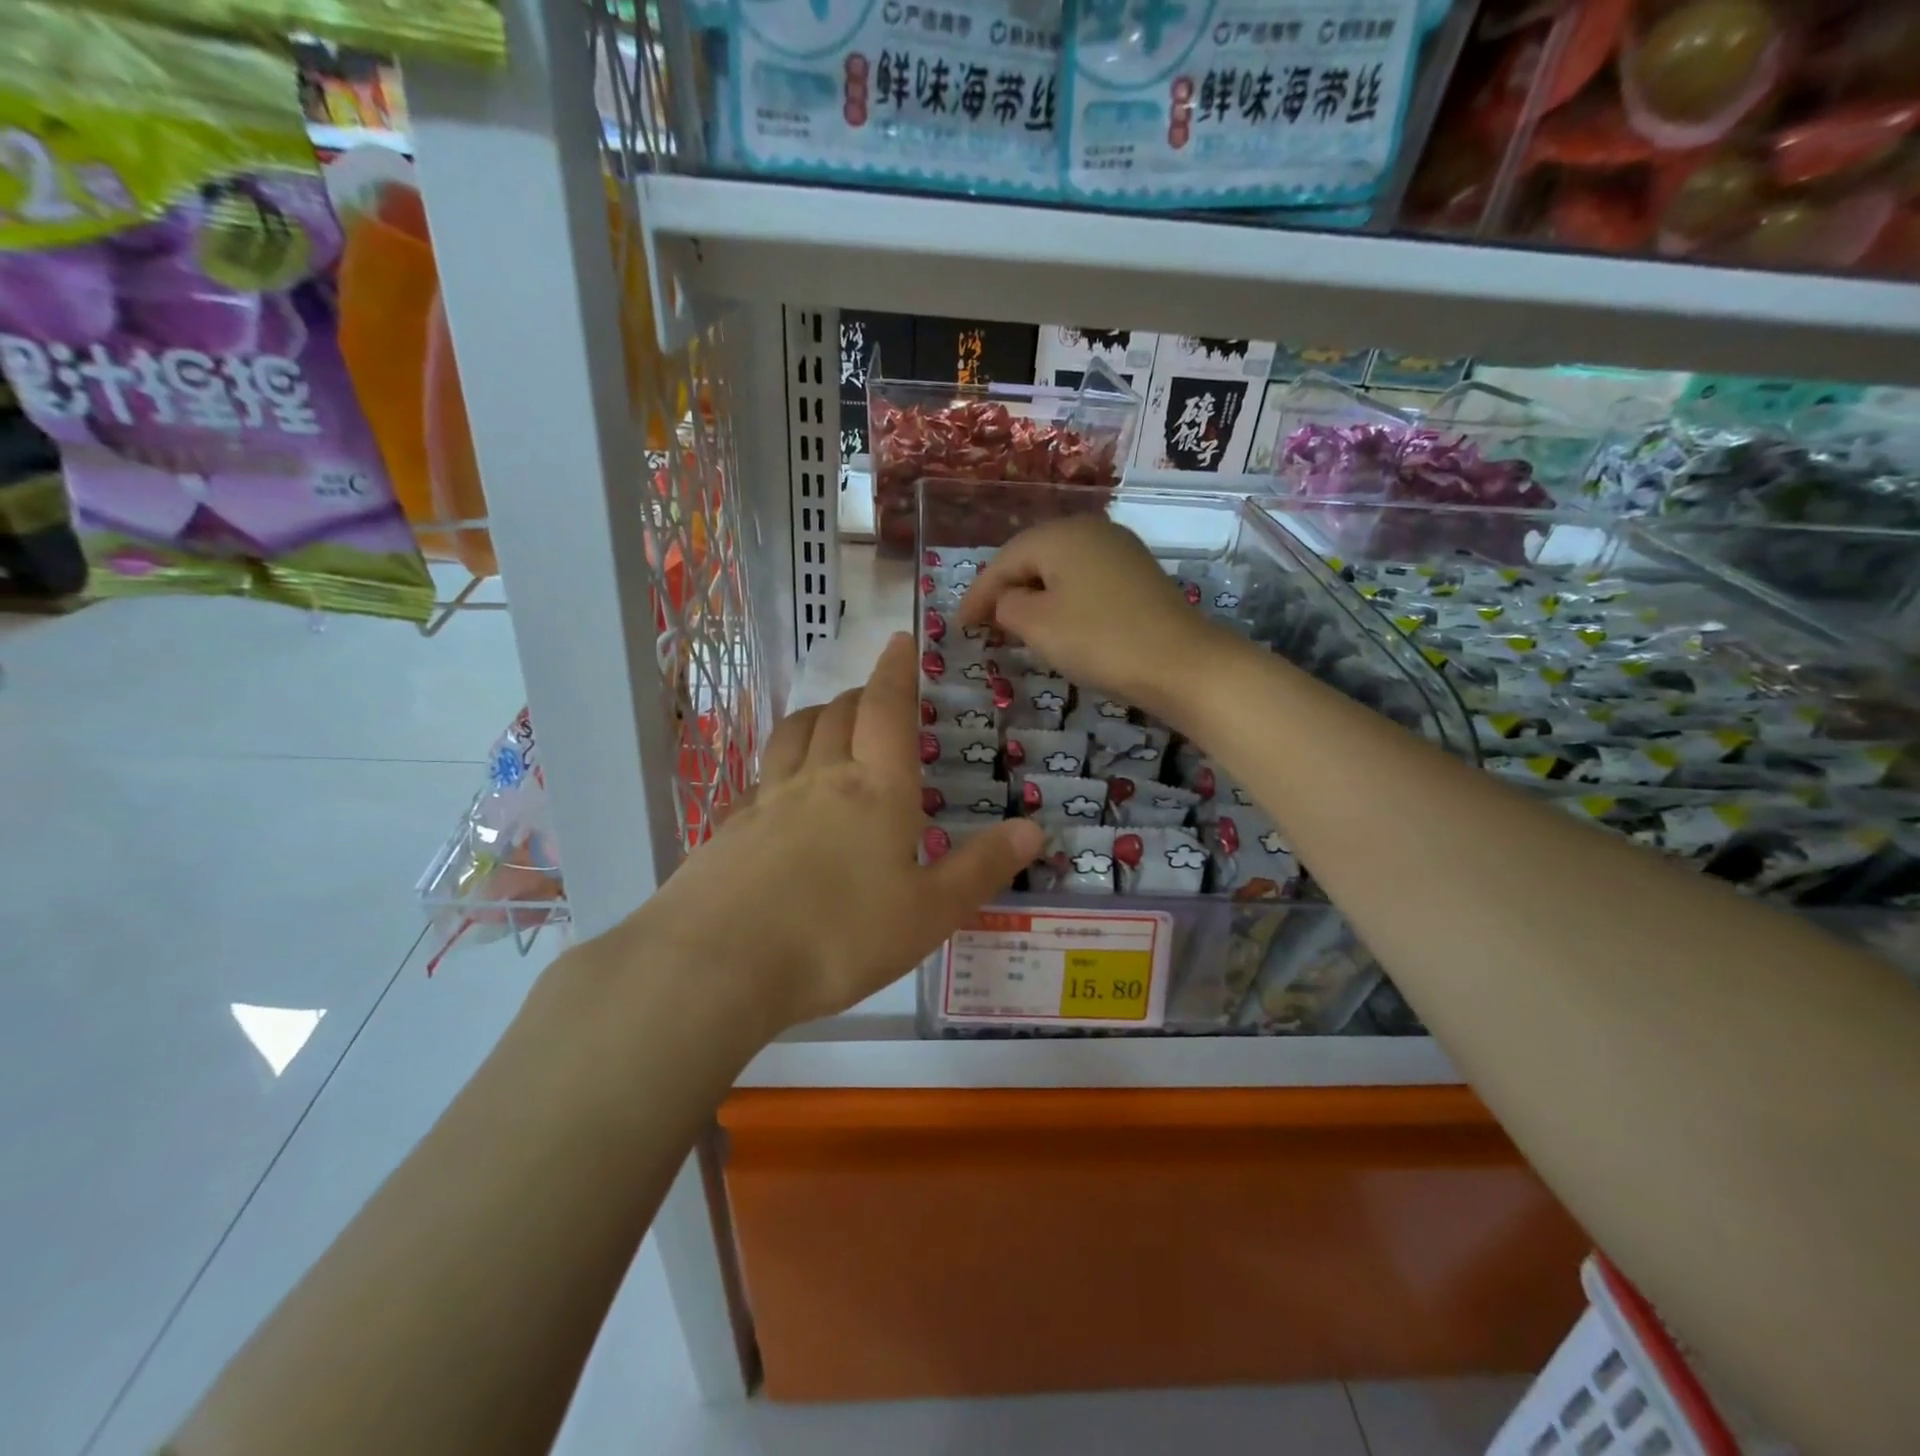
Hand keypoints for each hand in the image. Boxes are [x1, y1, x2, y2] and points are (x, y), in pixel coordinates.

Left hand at [641, 633, 1042, 1035]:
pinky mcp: (728, 828)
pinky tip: (777, 794)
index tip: (900, 640)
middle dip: (861, 695)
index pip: (888, 709)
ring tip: (829, 723)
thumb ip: (981, 868)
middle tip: (875, 696)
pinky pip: (758, 780)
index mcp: (876, 790)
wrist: (720, 964)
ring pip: (793, 735)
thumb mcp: (929, 914)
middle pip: (839, 714)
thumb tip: (1034, 827)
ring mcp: (767, 800)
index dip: (896, 671)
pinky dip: (777, 769)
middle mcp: (820, 779)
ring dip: (816, 717)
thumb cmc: (840, 937)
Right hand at [958, 515, 1228, 716]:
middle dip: (1004, 590)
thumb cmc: (1099, 640)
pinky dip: (1062, 598)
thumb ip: (1008, 607)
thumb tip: (1008, 601)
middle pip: (1032, 557)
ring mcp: (1119, 549)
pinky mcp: (1137, 573)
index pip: (1003, 561)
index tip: (958, 626)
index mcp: (1060, 535)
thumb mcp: (1038, 626)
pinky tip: (1058, 620)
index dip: (977, 594)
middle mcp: (1089, 529)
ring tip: (1014, 624)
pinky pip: (1085, 579)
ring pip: (1060, 568)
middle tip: (982, 623)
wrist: (1180, 663)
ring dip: (1033, 594)